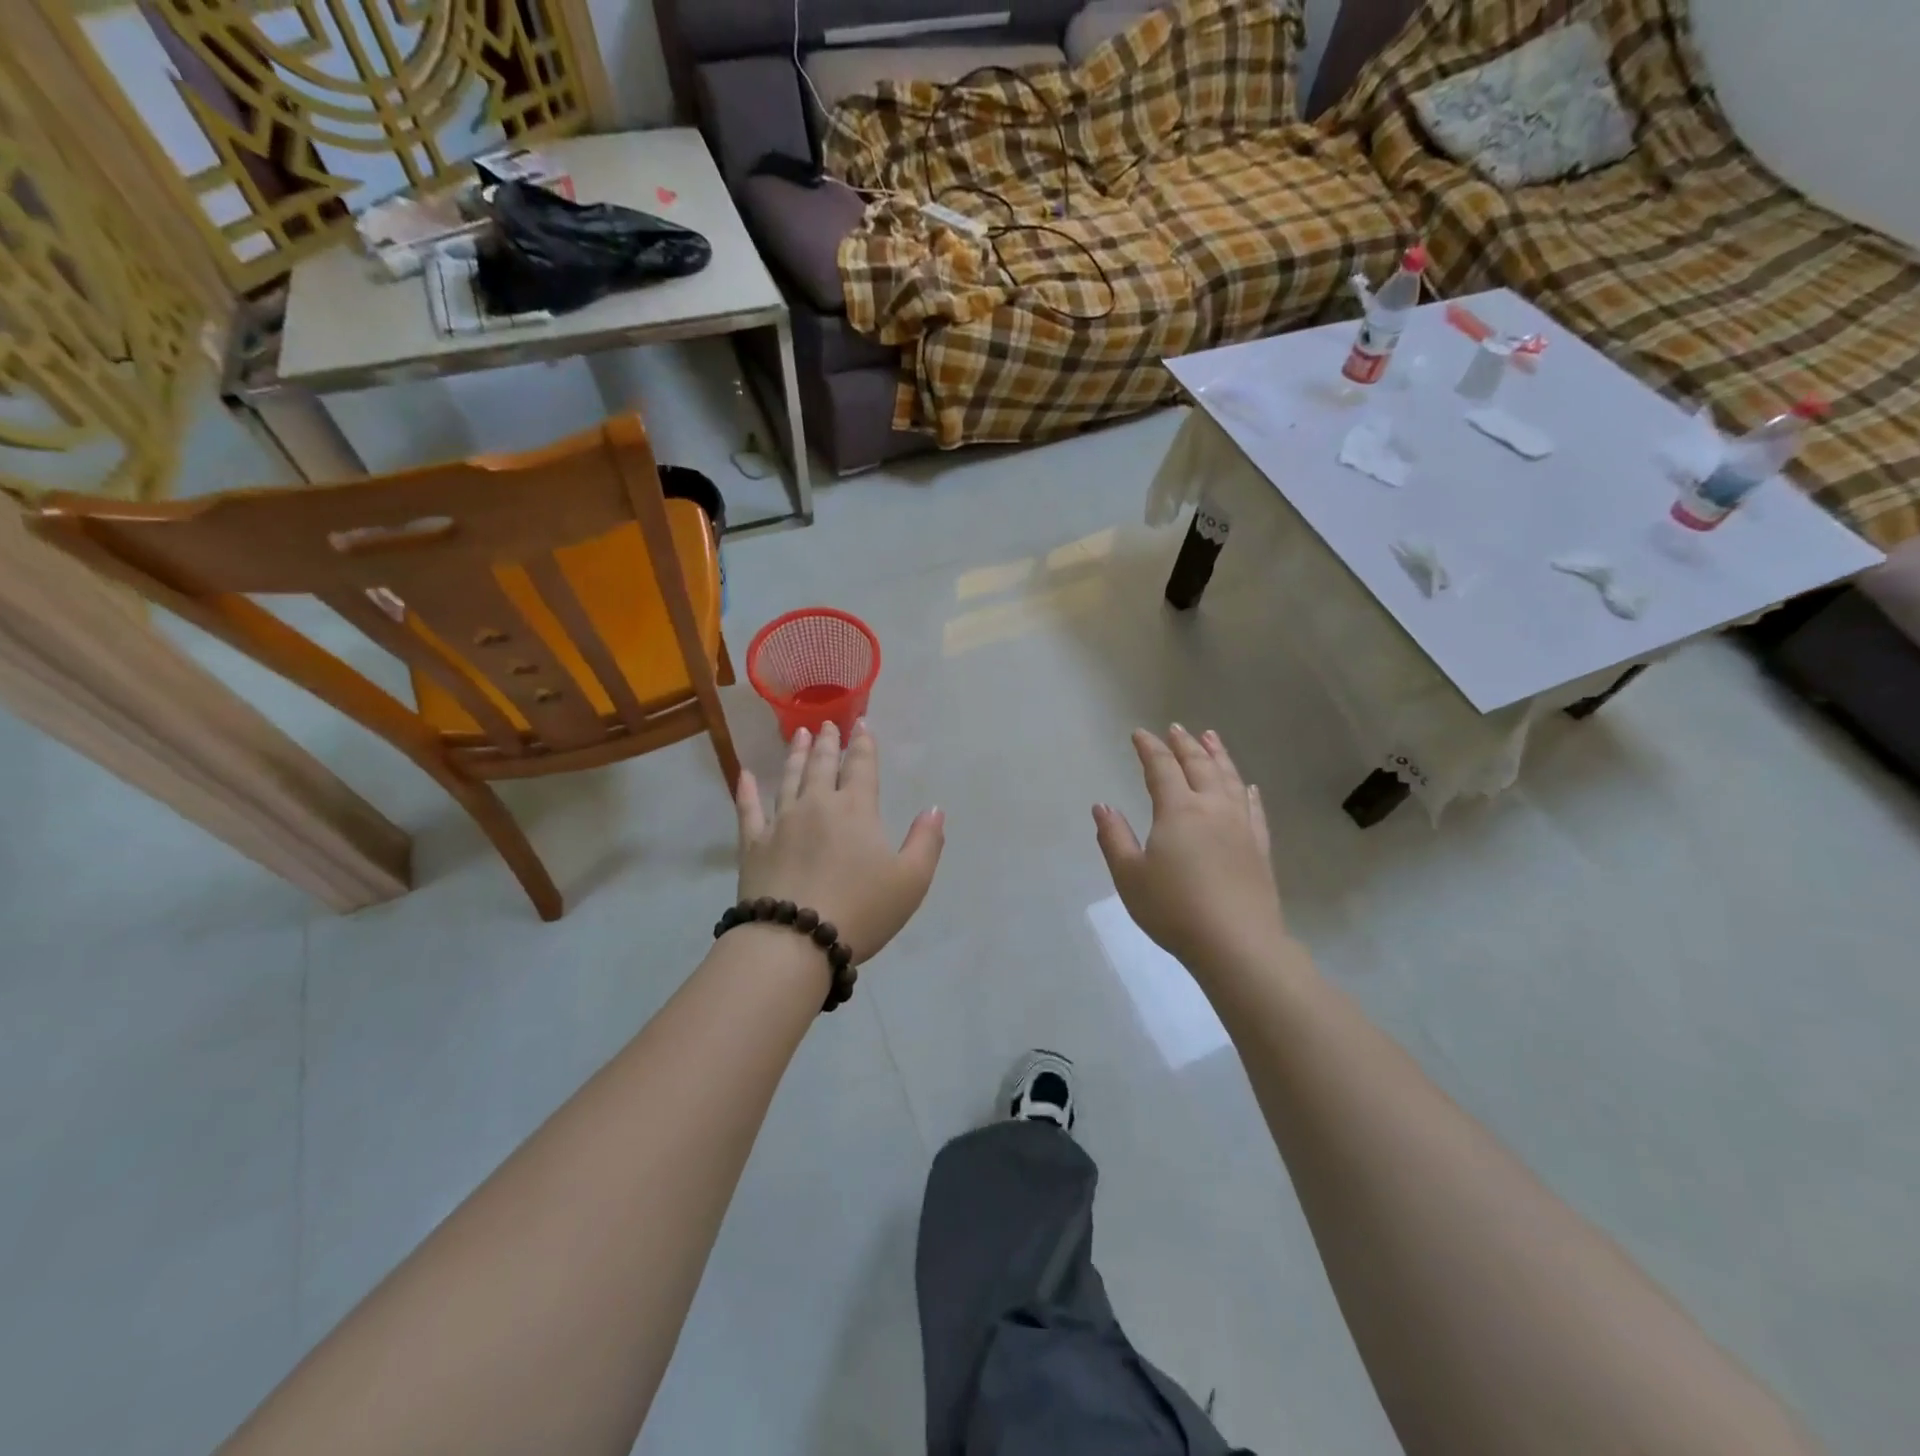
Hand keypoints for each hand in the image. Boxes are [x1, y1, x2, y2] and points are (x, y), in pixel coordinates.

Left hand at [734, 720, 944, 962]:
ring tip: (798, 735)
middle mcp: (817, 805)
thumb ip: (926, 841)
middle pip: (822, 765)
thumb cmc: (861, 910)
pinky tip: (745, 776)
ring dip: (795, 755)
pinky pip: (748, 810)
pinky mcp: (753, 845)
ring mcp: (781, 823)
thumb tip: (934, 809)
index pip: (862, 767)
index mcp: (856, 810)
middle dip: (828, 742)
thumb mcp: (911, 881)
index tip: (862, 723)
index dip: (864, 744)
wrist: (794, 941)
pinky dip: (747, 791)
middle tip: (827, 723)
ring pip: (789, 779)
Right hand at [1094, 726, 1283, 976]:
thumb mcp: (1129, 876)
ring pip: (1229, 779)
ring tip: (1211, 738)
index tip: (1140, 733)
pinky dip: (1247, 791)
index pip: (1161, 768)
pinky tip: (1247, 786)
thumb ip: (1114, 837)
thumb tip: (1101, 806)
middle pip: (1199, 765)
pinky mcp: (1260, 847)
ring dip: (1218, 755)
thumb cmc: (1174, 909)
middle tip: (1176, 728)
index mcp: (1177, 811)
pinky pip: (1254, 808)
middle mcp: (1212, 808)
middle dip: (1184, 744)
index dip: (1150, 748)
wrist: (1236, 944)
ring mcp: (1240, 826)